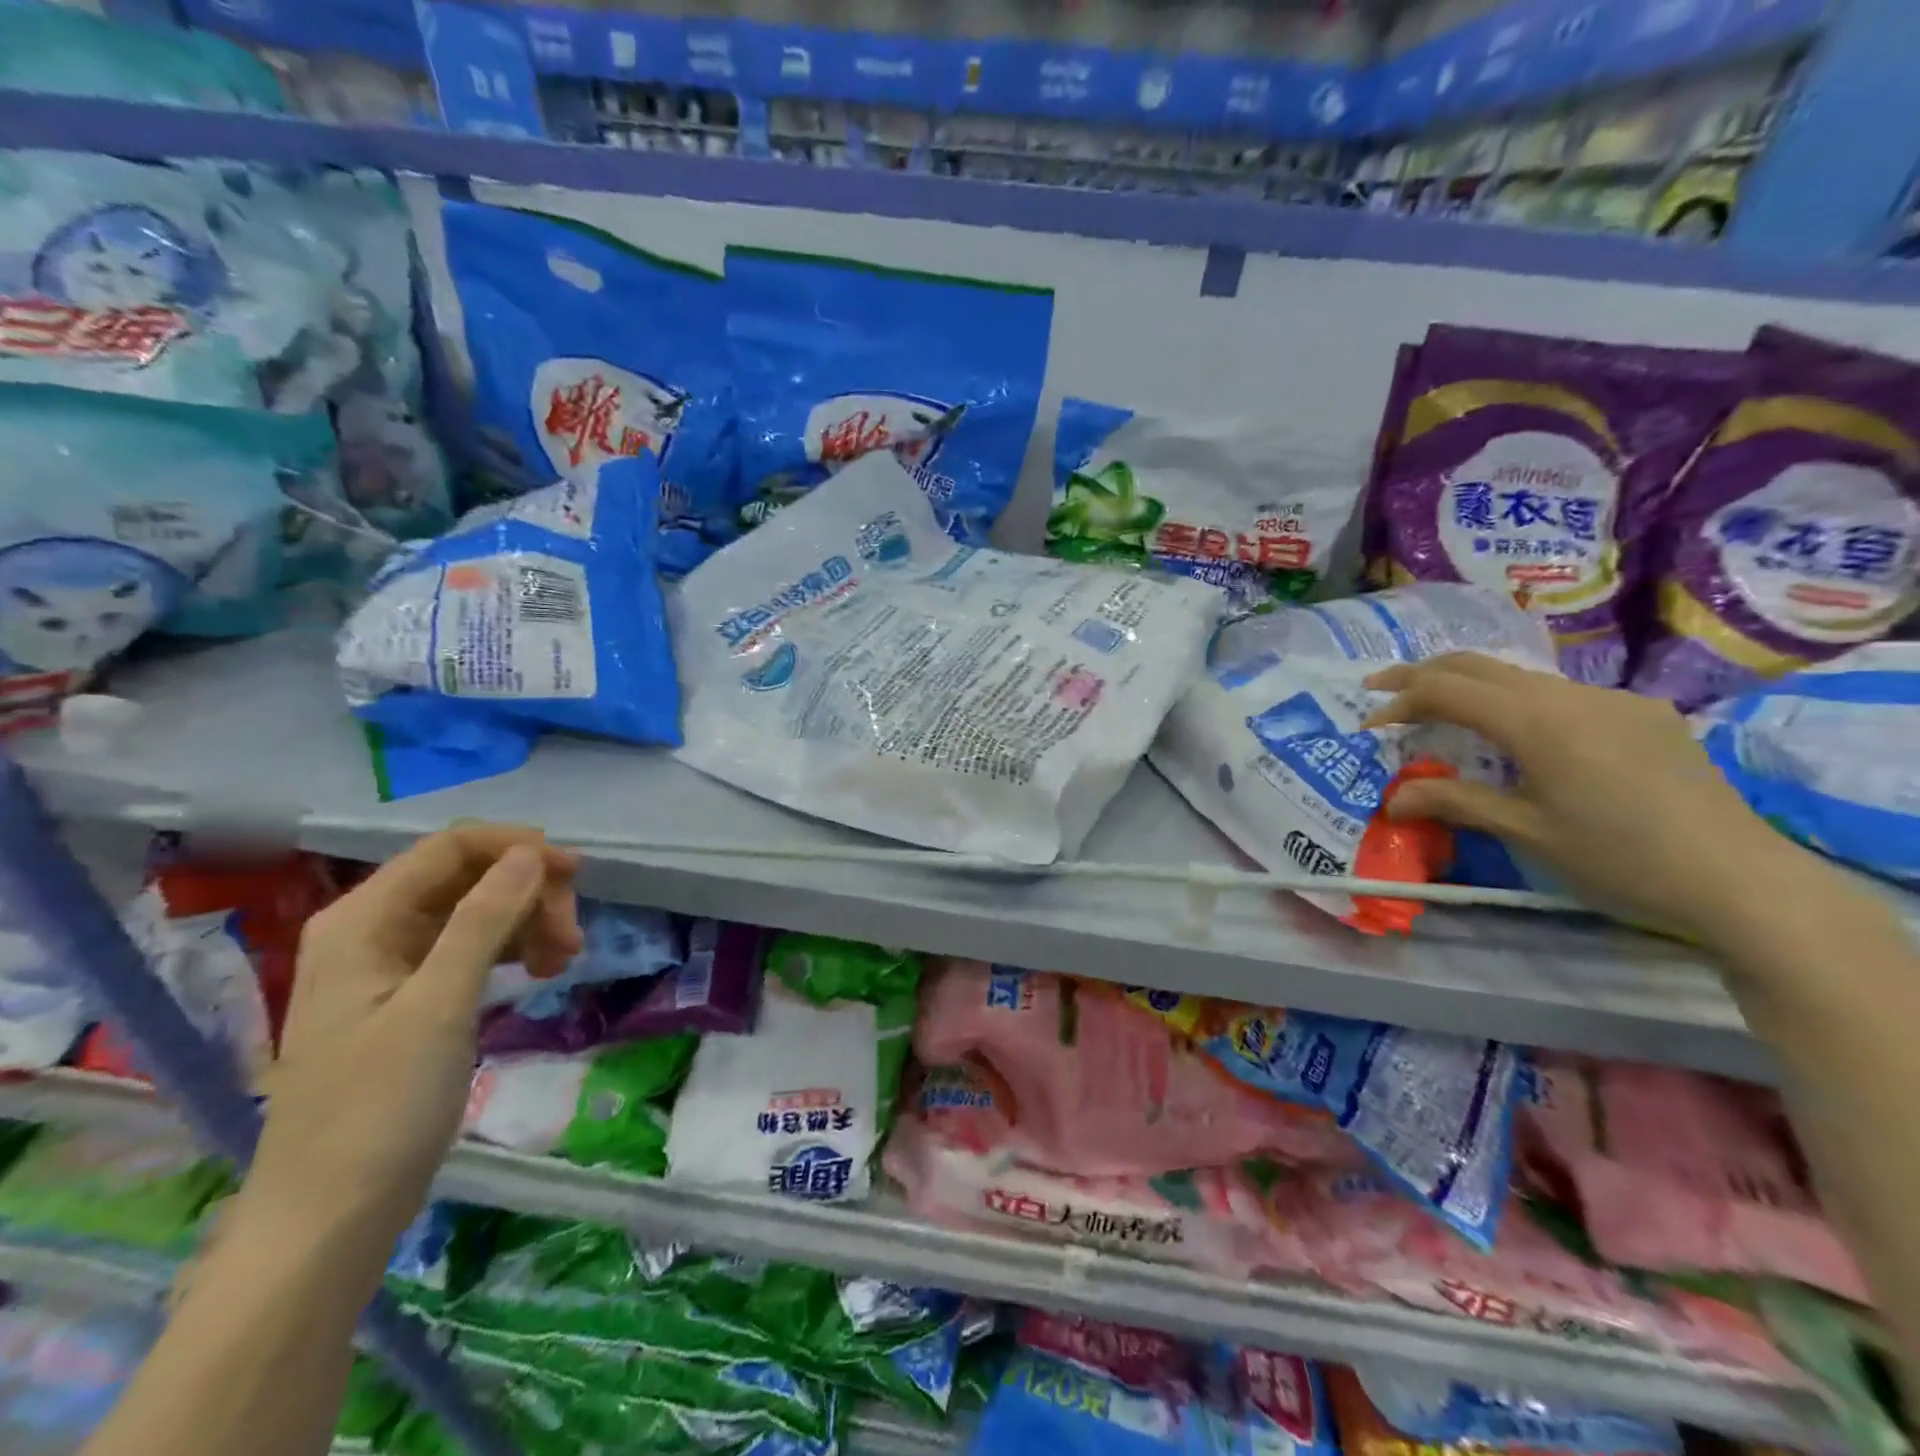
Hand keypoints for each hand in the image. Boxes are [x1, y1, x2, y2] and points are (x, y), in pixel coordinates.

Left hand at [240, 826, 580, 1253]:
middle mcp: (374, 930)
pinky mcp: (413, 999)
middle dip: (529, 895)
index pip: (451, 847)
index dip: (517, 849)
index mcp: (362, 920)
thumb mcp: (439, 1006)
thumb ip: (484, 921)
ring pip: (478, 912)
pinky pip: (473, 949)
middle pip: (469, 877)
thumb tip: (531, 853)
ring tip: (564, 962)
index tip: (575, 876)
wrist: (330, 1220)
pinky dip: (513, 952)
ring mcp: (392, 966)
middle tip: (572, 938)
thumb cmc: (378, 1108)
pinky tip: (541, 973)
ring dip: (529, 923)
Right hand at [1361, 653, 1843, 946]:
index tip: (1368, 724)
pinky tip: (1516, 736)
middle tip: (1381, 689)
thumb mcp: (1525, 832)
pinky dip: (1515, 702)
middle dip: (1422, 673)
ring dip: (1470, 686)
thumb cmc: (1619, 859)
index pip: (1446, 689)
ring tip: (1439, 713)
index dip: (1399, 700)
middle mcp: (1571, 696)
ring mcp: (1612, 700)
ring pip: (1519, 676)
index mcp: (1537, 722)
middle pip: (1478, 664)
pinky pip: (1560, 694)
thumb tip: (1392, 799)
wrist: (1743, 880)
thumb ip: (1455, 802)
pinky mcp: (1642, 714)